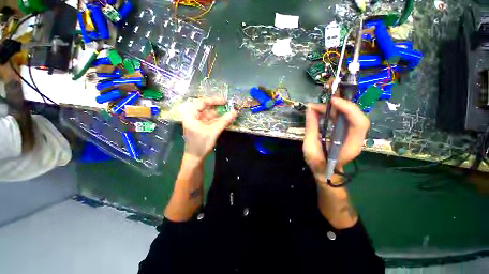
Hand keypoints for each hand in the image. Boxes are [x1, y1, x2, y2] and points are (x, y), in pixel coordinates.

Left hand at [182, 97, 237, 160]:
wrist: (196, 158)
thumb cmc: (201, 144)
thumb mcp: (213, 132)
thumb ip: (224, 121)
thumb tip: (234, 112)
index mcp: (191, 115)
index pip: (202, 102)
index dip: (214, 100)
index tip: (225, 101)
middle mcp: (193, 116)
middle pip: (206, 108)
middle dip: (218, 108)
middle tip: (228, 107)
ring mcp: (197, 122)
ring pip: (209, 115)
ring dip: (219, 115)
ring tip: (229, 113)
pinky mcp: (202, 127)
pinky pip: (210, 120)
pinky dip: (218, 120)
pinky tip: (225, 120)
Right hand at [303, 97, 368, 180]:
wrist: (325, 172)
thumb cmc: (318, 163)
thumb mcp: (310, 147)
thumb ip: (311, 128)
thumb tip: (309, 109)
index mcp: (350, 145)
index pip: (358, 123)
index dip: (348, 109)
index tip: (332, 101)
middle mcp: (356, 138)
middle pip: (357, 116)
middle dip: (342, 104)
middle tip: (325, 98)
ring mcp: (352, 135)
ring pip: (350, 115)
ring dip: (336, 107)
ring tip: (318, 106)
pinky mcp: (347, 133)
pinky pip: (344, 118)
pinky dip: (334, 112)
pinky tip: (323, 111)